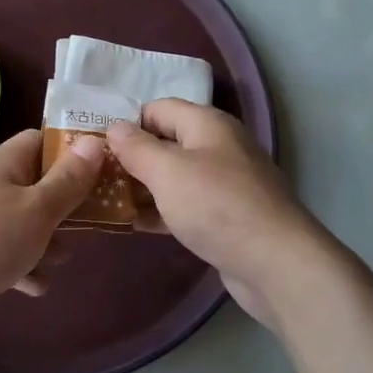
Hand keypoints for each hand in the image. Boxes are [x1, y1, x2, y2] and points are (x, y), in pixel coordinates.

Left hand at [0, 128, 104, 352]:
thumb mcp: (37, 210)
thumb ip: (69, 181)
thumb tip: (94, 141)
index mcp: (4, 162)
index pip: (42, 141)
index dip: (73, 152)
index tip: (103, 171)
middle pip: (35, 182)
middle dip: (65, 202)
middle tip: (95, 221)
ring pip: (21, 219)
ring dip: (45, 237)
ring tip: (66, 258)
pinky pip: (3, 249)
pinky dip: (22, 263)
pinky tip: (37, 286)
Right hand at [107, 100, 339, 332]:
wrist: (277, 264)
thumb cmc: (216, 206)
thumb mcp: (167, 171)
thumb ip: (136, 147)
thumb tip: (115, 126)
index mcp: (207, 123)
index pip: (157, 108)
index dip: (127, 122)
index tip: (96, 145)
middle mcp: (219, 146)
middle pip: (166, 141)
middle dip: (132, 157)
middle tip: (96, 175)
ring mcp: (226, 183)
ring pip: (175, 176)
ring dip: (144, 186)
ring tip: (107, 200)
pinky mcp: (228, 216)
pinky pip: (187, 204)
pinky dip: (163, 210)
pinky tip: (136, 225)